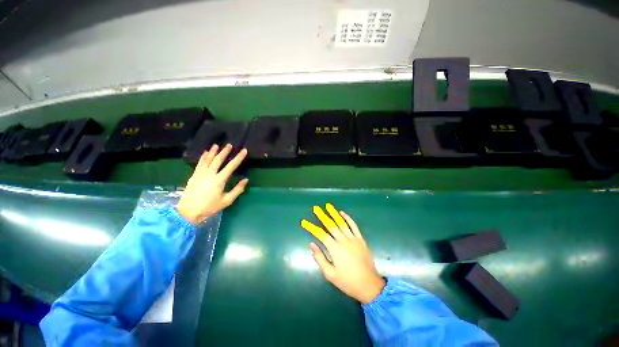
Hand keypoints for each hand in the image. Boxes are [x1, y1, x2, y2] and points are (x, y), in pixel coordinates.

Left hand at [177, 144, 248, 224]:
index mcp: (219, 180)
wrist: (188, 212)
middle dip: (224, 152)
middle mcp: (210, 174)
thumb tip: (246, 180)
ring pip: (208, 160)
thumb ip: (237, 190)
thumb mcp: (227, 201)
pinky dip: (203, 157)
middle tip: (229, 145)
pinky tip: (205, 153)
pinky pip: (199, 163)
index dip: (238, 158)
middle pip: (218, 160)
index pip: (231, 166)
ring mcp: (200, 174)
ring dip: (213, 152)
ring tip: (216, 145)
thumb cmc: (210, 207)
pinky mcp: (194, 176)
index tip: (244, 151)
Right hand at [301, 204, 384, 303]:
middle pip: (330, 225)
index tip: (304, 222)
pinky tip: (342, 213)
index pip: (320, 234)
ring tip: (328, 206)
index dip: (311, 227)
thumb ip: (320, 258)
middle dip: (322, 216)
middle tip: (316, 208)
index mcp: (335, 249)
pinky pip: (354, 225)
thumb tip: (311, 244)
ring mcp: (353, 238)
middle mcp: (343, 240)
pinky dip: (348, 218)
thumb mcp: (330, 274)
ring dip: (334, 214)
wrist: (369, 285)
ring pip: (341, 223)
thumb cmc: (348, 282)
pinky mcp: (360, 239)